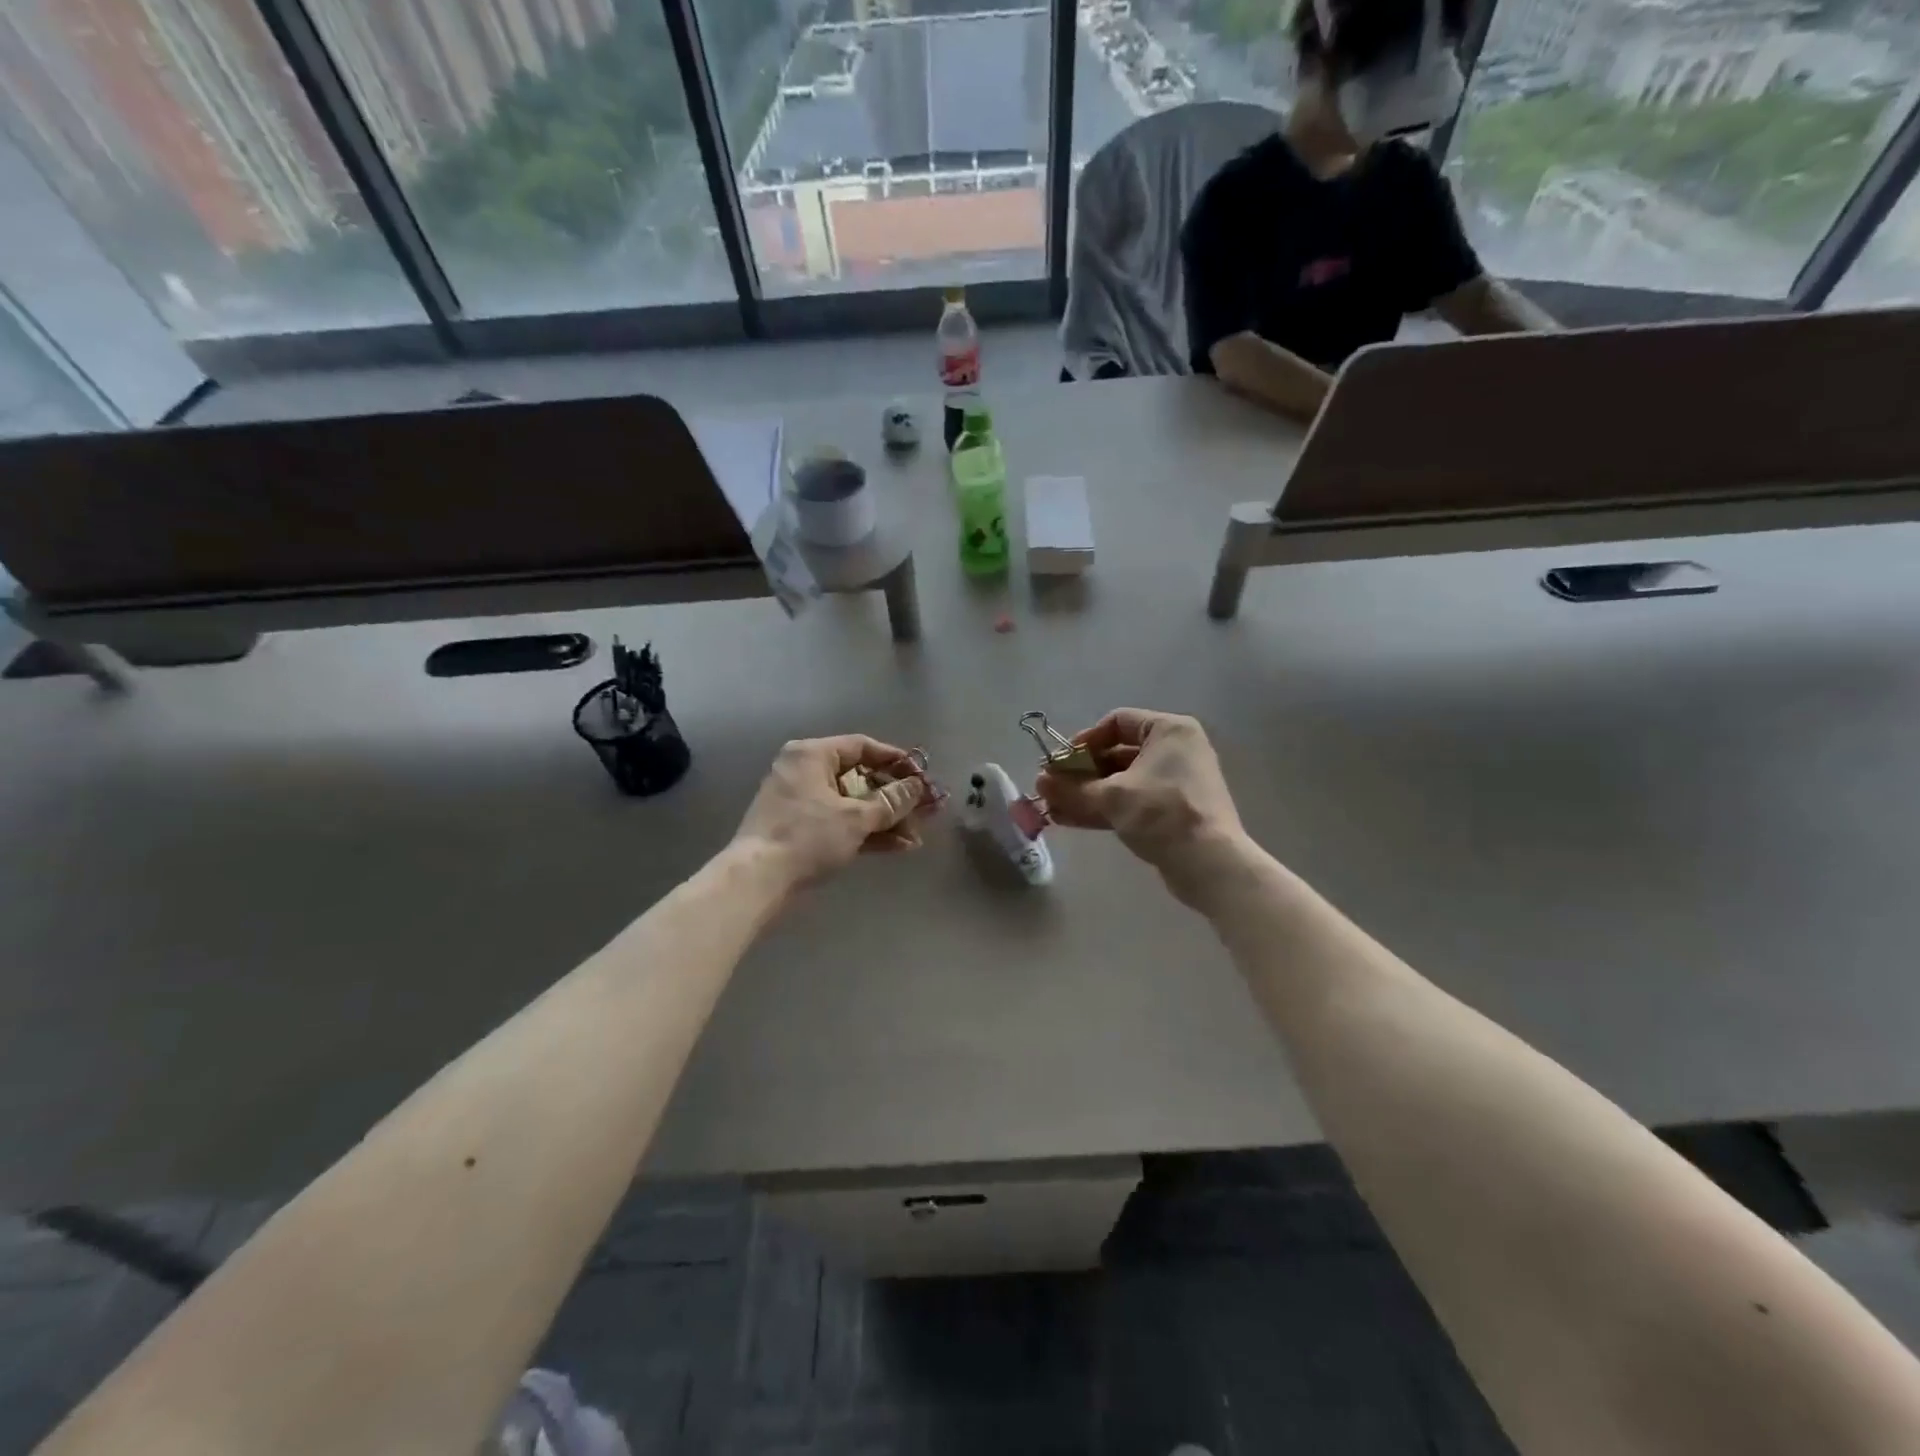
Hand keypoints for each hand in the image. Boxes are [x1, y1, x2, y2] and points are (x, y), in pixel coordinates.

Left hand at [733, 735, 932, 889]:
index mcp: (812, 755)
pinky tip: (897, 847)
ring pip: (851, 804)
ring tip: (915, 837)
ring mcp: (800, 802)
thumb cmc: (808, 836)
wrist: (757, 880)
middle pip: (859, 778)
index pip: (862, 746)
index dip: (895, 760)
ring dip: (884, 820)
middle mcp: (804, 771)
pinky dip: (865, 832)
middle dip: (894, 799)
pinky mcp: (799, 829)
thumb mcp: (856, 818)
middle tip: (923, 812)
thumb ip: (891, 801)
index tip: (921, 776)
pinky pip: (839, 822)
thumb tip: (917, 787)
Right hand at [1038, 708, 1250, 904]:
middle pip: (1117, 754)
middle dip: (1081, 773)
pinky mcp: (1174, 811)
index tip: (1062, 762)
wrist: (1209, 863)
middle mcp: (1176, 750)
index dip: (1085, 740)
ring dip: (1088, 793)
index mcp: (1169, 730)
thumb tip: (1039, 782)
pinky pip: (1133, 801)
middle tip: (1052, 788)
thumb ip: (1072, 788)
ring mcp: (1176, 782)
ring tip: (1054, 808)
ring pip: (1122, 781)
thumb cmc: (1161, 813)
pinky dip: (1105, 808)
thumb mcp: (1111, 797)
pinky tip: (1072, 820)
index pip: (1117, 722)